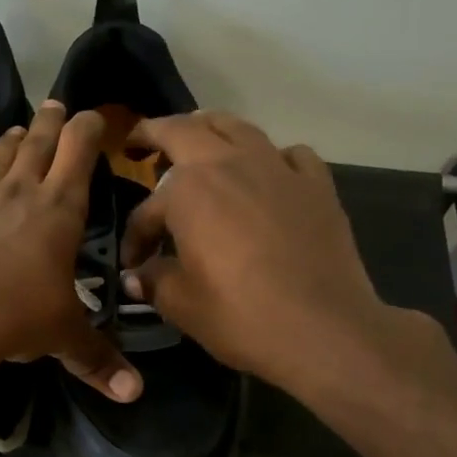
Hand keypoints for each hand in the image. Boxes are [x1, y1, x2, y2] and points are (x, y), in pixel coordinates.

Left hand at [0, 101, 141, 402]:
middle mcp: (20, 192)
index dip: (89, 131)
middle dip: (52, 125)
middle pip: (40, 145)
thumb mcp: (64, 337)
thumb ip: (99, 360)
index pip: (80, 155)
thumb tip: (136, 394)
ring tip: (19, 127)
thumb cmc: (16, 318)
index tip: (95, 118)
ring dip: (10, 139)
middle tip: (57, 107)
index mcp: (59, 212)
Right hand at [120, 111, 446, 396]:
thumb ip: (154, 281)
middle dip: (155, 133)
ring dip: (209, 129)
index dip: (135, 237)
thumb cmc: (241, 316)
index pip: (146, 209)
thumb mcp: (182, 304)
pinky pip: (288, 154)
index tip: (133, 264)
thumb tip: (136, 277)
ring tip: (198, 142)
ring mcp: (278, 168)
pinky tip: (267, 175)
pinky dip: (270, 157)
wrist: (324, 330)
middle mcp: (230, 163)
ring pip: (237, 127)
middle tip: (139, 144)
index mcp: (188, 190)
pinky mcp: (317, 184)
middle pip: (185, 130)